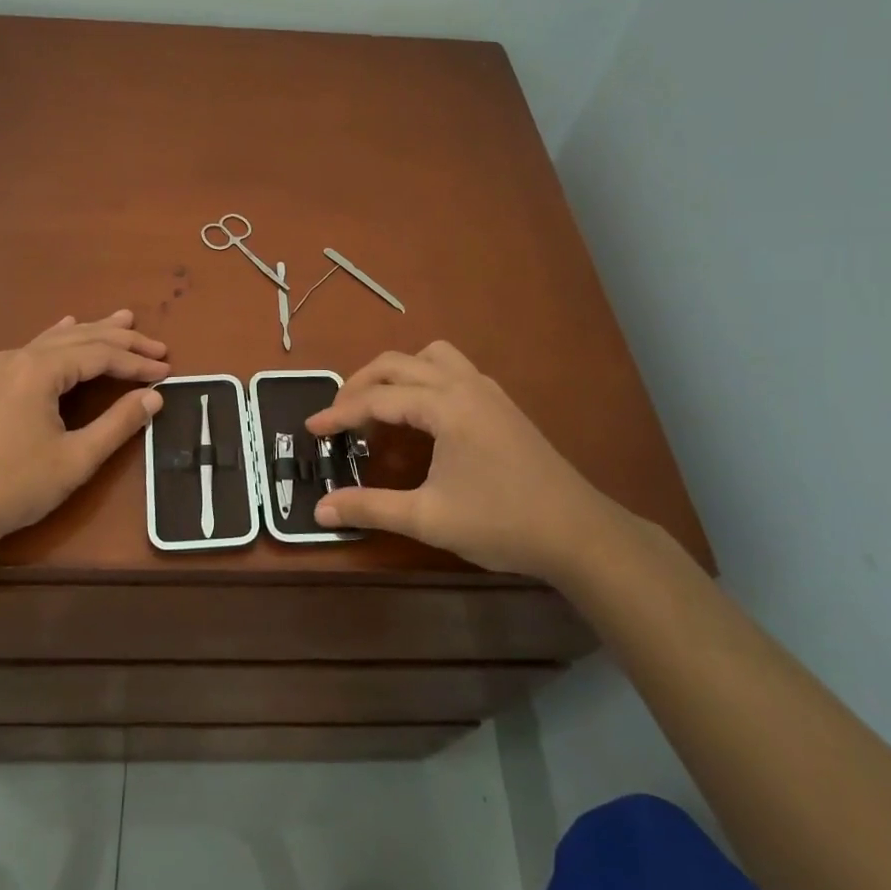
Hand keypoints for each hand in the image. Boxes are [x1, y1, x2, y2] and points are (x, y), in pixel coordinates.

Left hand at [0, 311, 168, 555]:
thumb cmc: (14, 485)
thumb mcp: (76, 458)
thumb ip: (118, 423)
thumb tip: (154, 396)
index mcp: (40, 369)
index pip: (100, 355)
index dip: (136, 362)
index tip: (166, 369)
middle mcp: (17, 357)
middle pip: (79, 339)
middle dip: (120, 340)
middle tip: (155, 344)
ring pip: (54, 340)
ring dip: (91, 332)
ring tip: (121, 320)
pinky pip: (31, 349)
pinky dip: (57, 339)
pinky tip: (63, 328)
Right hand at [305, 341, 618, 579]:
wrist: (579, 533)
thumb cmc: (502, 523)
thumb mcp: (428, 519)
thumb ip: (370, 508)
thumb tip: (319, 510)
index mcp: (444, 406)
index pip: (377, 399)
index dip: (339, 413)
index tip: (311, 428)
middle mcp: (464, 384)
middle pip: (397, 364)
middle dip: (361, 384)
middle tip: (339, 416)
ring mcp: (486, 390)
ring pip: (430, 356)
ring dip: (397, 372)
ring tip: (379, 405)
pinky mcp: (501, 403)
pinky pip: (452, 369)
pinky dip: (424, 378)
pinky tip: (422, 414)